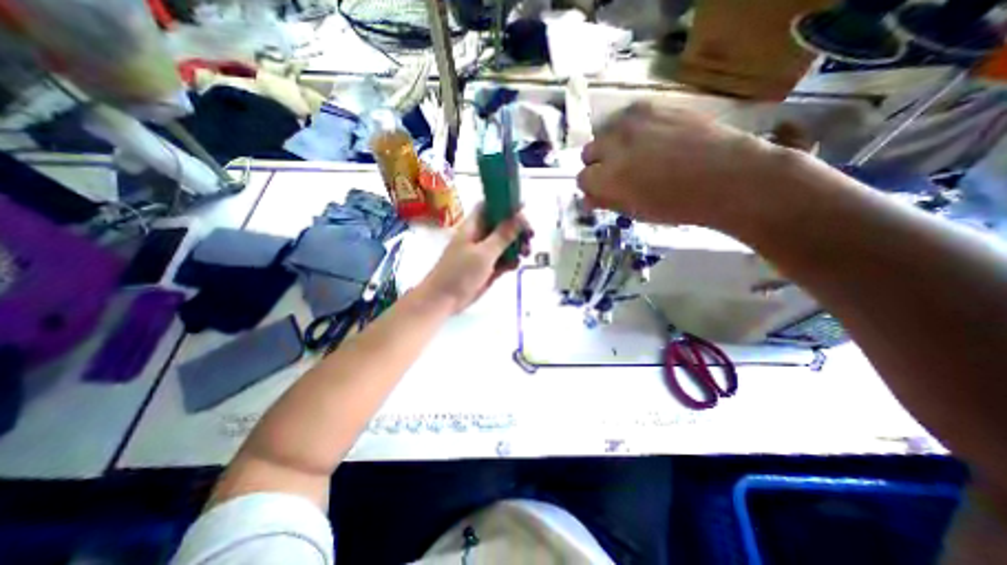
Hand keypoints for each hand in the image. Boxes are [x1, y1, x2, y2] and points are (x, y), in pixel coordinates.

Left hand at [418, 205, 530, 316]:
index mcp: (474, 226)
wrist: (444, 300)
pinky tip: (515, 266)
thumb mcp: (484, 253)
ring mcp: (484, 253)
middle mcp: (480, 236)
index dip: (506, 204)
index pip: (490, 205)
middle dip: (517, 228)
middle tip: (531, 236)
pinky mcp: (488, 267)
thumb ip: (503, 235)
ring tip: (526, 253)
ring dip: (517, 246)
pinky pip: (504, 259)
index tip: (524, 209)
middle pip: (502, 225)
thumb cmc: (460, 273)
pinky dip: (511, 261)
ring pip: (505, 243)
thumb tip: (521, 215)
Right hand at [578, 102, 790, 229]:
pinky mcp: (652, 106)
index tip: (605, 191)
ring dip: (612, 145)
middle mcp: (613, 146)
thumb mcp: (635, 211)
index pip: (582, 179)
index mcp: (608, 178)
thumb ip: (607, 202)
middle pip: (588, 152)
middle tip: (619, 173)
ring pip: (604, 132)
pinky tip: (649, 138)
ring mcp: (632, 122)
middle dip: (598, 165)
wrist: (727, 176)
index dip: (593, 187)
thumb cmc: (678, 205)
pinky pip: (626, 117)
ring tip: (635, 154)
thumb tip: (588, 198)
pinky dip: (629, 129)